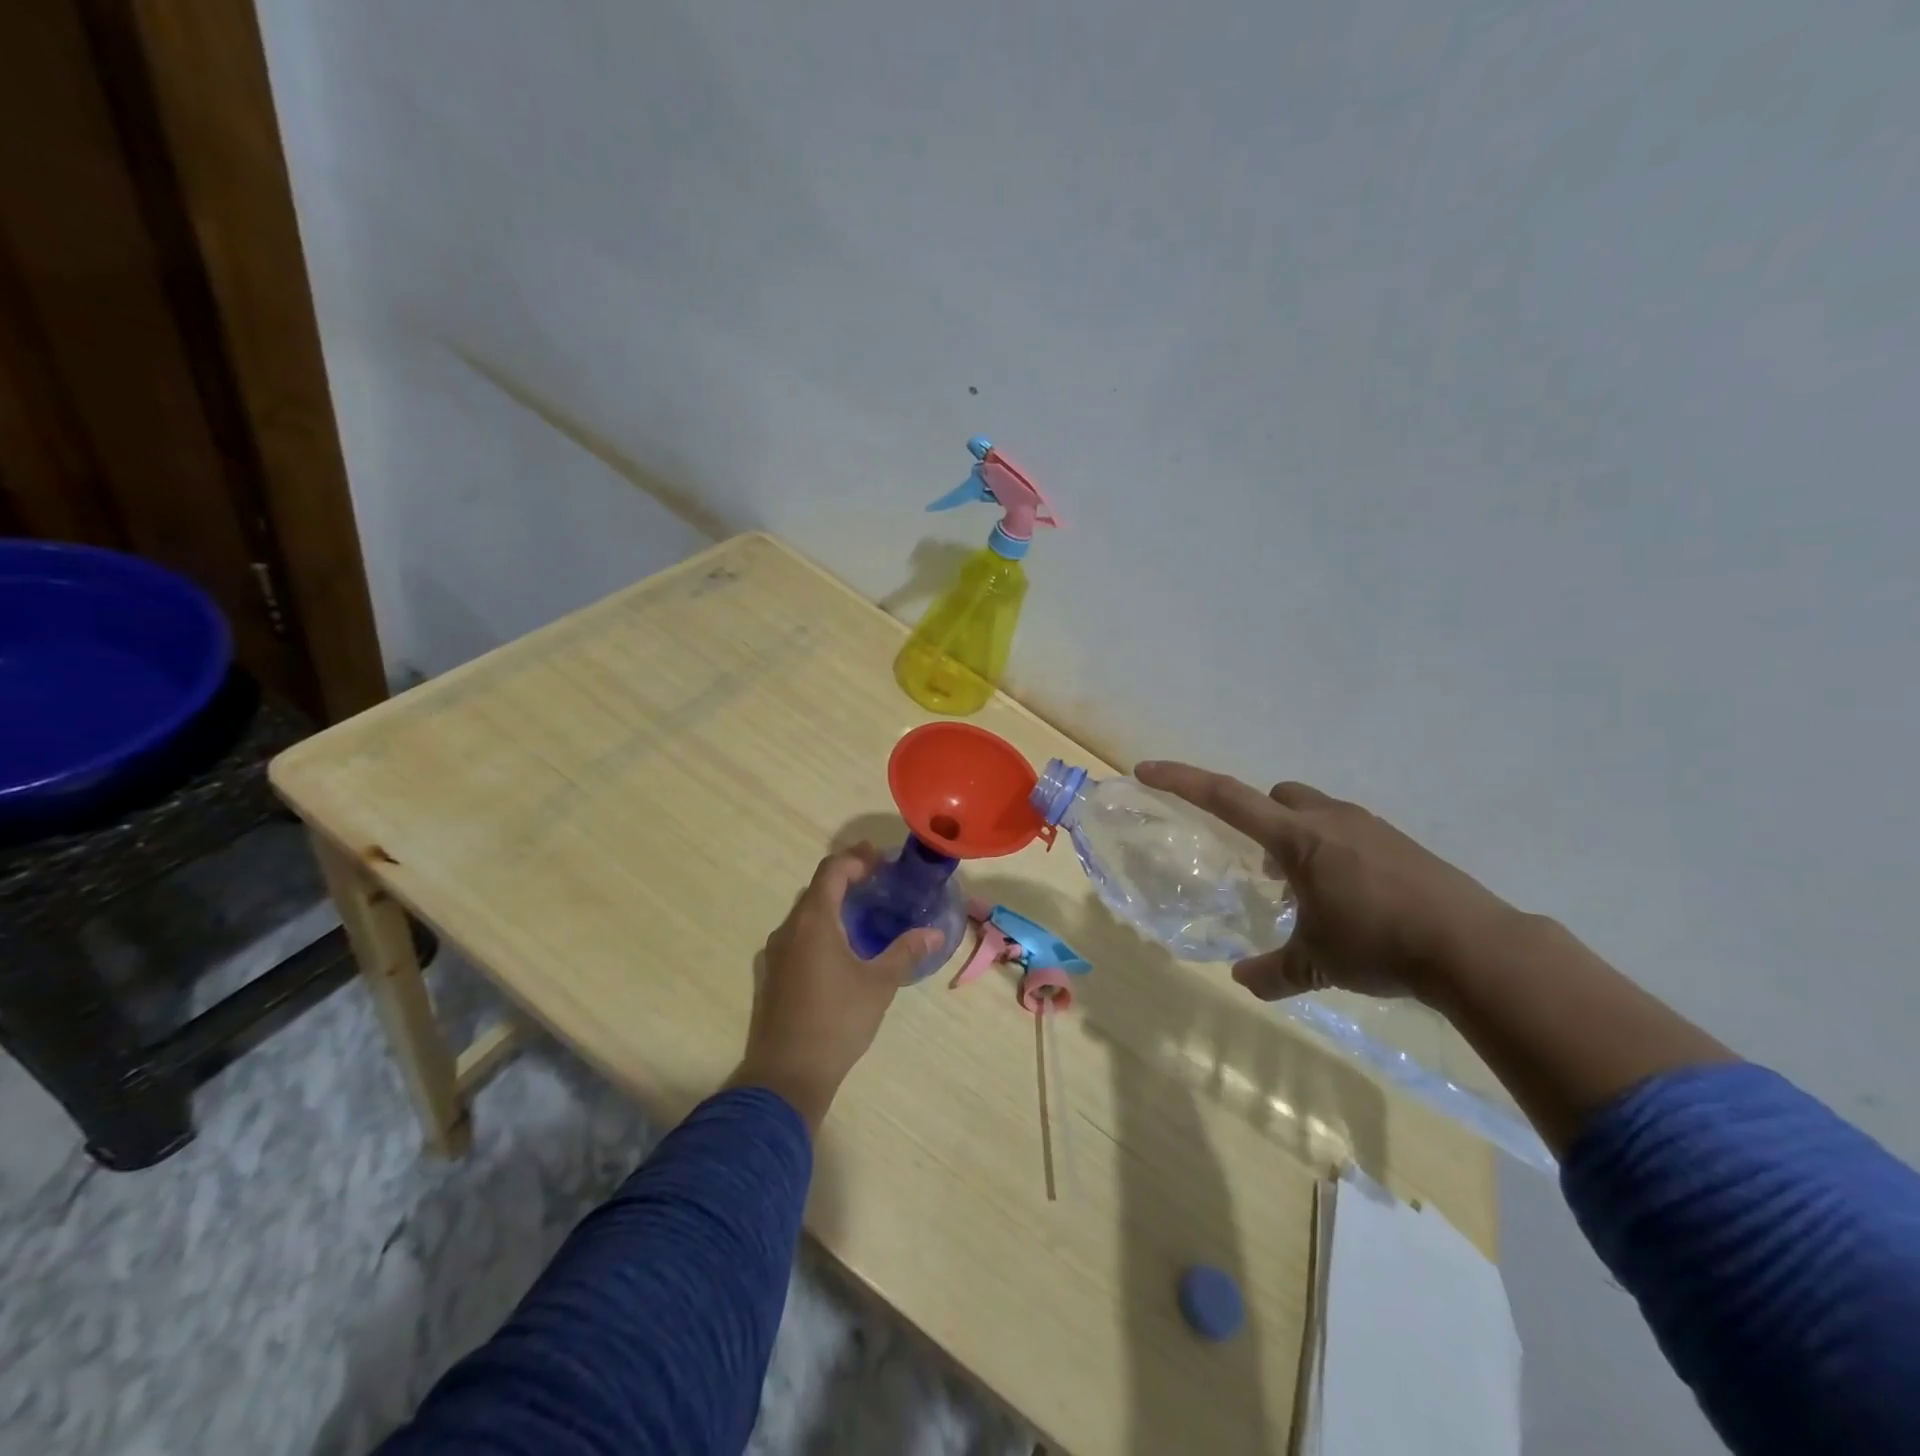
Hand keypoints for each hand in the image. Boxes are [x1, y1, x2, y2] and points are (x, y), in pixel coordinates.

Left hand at [727, 847, 939, 1130]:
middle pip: (817, 889)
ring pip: (805, 915)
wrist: (785, 1076)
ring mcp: (774, 954)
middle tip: (879, 881)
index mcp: (813, 922)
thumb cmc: (836, 1022)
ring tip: (863, 913)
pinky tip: (840, 950)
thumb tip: (934, 933)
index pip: (832, 871)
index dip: (856, 859)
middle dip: (847, 879)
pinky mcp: (771, 976)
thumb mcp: (879, 985)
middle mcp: (788, 929)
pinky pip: (797, 937)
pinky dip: (820, 930)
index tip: (882, 860)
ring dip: (832, 905)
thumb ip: (905, 952)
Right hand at [1134, 762, 1519, 1005]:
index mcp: (1297, 838)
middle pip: (1276, 796)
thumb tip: (1242, 981)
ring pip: (1314, 812)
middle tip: (1262, 869)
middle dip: (1259, 819)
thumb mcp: (1317, 964)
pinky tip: (1348, 898)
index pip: (1225, 797)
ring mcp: (1369, 827)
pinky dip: (1332, 852)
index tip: (1146, 770)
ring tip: (1304, 891)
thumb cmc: (1379, 944)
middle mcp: (1329, 819)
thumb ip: (1274, 973)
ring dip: (1297, 839)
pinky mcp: (1400, 844)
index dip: (1181, 781)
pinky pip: (1348, 832)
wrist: (1475, 947)